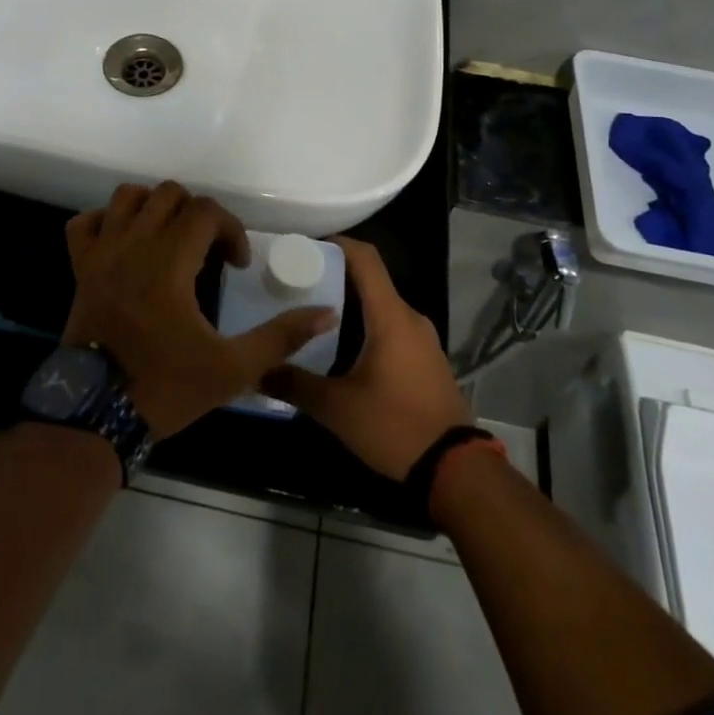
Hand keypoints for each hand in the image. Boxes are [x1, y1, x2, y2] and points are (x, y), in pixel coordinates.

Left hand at [63, 182, 340, 439]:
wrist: (97, 414)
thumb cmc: (166, 387)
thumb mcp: (233, 368)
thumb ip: (281, 337)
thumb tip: (326, 314)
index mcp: (170, 262)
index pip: (205, 211)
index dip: (231, 229)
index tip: (236, 265)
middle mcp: (134, 245)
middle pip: (169, 194)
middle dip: (197, 214)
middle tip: (207, 250)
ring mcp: (101, 253)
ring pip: (127, 197)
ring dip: (154, 208)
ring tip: (170, 239)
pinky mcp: (79, 267)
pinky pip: (85, 222)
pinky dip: (106, 222)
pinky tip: (125, 244)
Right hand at [260, 236, 471, 479]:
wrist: (456, 470)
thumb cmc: (395, 426)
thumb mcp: (337, 408)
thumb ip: (294, 383)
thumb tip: (257, 370)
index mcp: (390, 316)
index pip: (365, 258)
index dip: (336, 244)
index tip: (304, 247)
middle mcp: (410, 317)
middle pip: (370, 280)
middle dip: (334, 277)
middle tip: (296, 285)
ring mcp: (422, 339)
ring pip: (381, 306)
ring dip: (349, 305)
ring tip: (311, 315)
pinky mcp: (426, 359)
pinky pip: (392, 326)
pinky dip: (366, 325)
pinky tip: (341, 347)